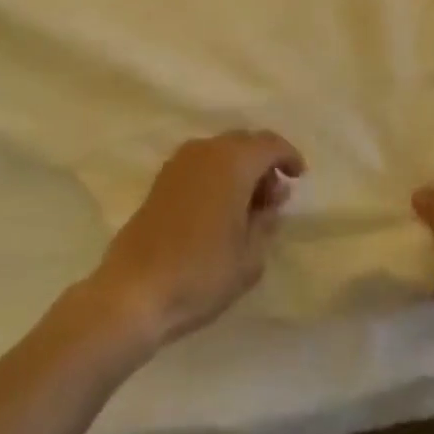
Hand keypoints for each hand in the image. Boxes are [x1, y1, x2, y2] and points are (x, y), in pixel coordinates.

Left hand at [87, 131, 304, 352]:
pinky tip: (220, 209)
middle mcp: (205, 150)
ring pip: (220, 152)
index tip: (299, 176)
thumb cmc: (202, 273)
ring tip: (248, 208)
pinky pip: (200, 165)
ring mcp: (178, 163)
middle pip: (244, 142)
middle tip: (274, 199)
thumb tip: (271, 200)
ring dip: (239, 170)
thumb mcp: (250, 256)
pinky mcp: (161, 180)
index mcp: (232, 161)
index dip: (288, 156)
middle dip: (263, 163)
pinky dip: (217, 176)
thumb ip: (266, 221)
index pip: (269, 143)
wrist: (134, 290)